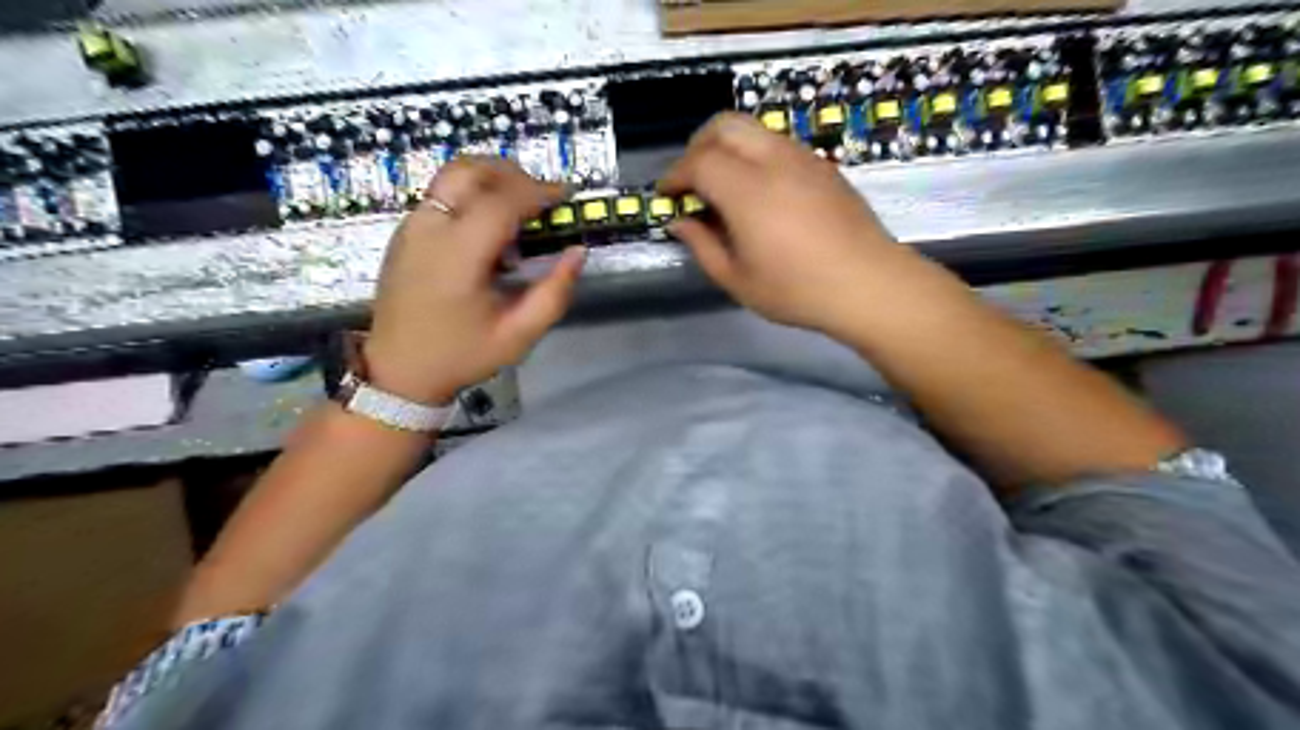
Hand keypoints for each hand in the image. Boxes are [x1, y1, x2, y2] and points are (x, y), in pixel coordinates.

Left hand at [360, 156, 584, 405]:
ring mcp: (411, 227)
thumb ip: (553, 293)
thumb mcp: (519, 336)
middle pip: (469, 171)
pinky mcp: (405, 232)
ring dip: (490, 178)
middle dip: (512, 173)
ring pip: (451, 176)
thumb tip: (578, 252)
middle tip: (541, 196)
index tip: (565, 196)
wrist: (399, 371)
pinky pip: (441, 195)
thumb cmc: (462, 355)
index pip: (500, 202)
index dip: (537, 191)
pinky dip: (472, 194)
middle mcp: (429, 230)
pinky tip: (489, 227)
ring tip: (518, 205)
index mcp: (457, 257)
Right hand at [664, 112, 929, 335]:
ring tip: (723, 186)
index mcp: (747, 190)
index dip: (675, 175)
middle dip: (697, 146)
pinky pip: (778, 143)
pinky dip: (755, 155)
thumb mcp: (737, 280)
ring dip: (728, 147)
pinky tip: (759, 192)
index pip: (698, 161)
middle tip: (691, 180)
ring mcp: (802, 158)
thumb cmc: (797, 290)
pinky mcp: (823, 166)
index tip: (667, 195)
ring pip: (754, 128)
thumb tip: (680, 222)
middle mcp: (773, 160)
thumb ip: (702, 246)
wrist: (869, 284)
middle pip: (724, 125)